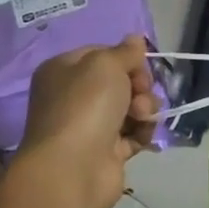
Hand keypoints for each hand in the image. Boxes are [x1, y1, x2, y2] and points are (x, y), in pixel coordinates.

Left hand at [16, 35, 160, 207]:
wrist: (74, 168)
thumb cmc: (85, 106)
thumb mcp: (106, 64)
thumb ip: (125, 51)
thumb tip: (135, 39)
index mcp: (64, 70)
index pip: (103, 54)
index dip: (126, 59)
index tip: (140, 66)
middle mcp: (73, 96)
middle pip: (121, 81)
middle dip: (139, 86)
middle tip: (139, 94)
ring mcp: (89, 125)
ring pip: (131, 107)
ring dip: (145, 108)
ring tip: (142, 117)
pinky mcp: (106, 151)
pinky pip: (134, 133)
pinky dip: (143, 132)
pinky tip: (143, 135)